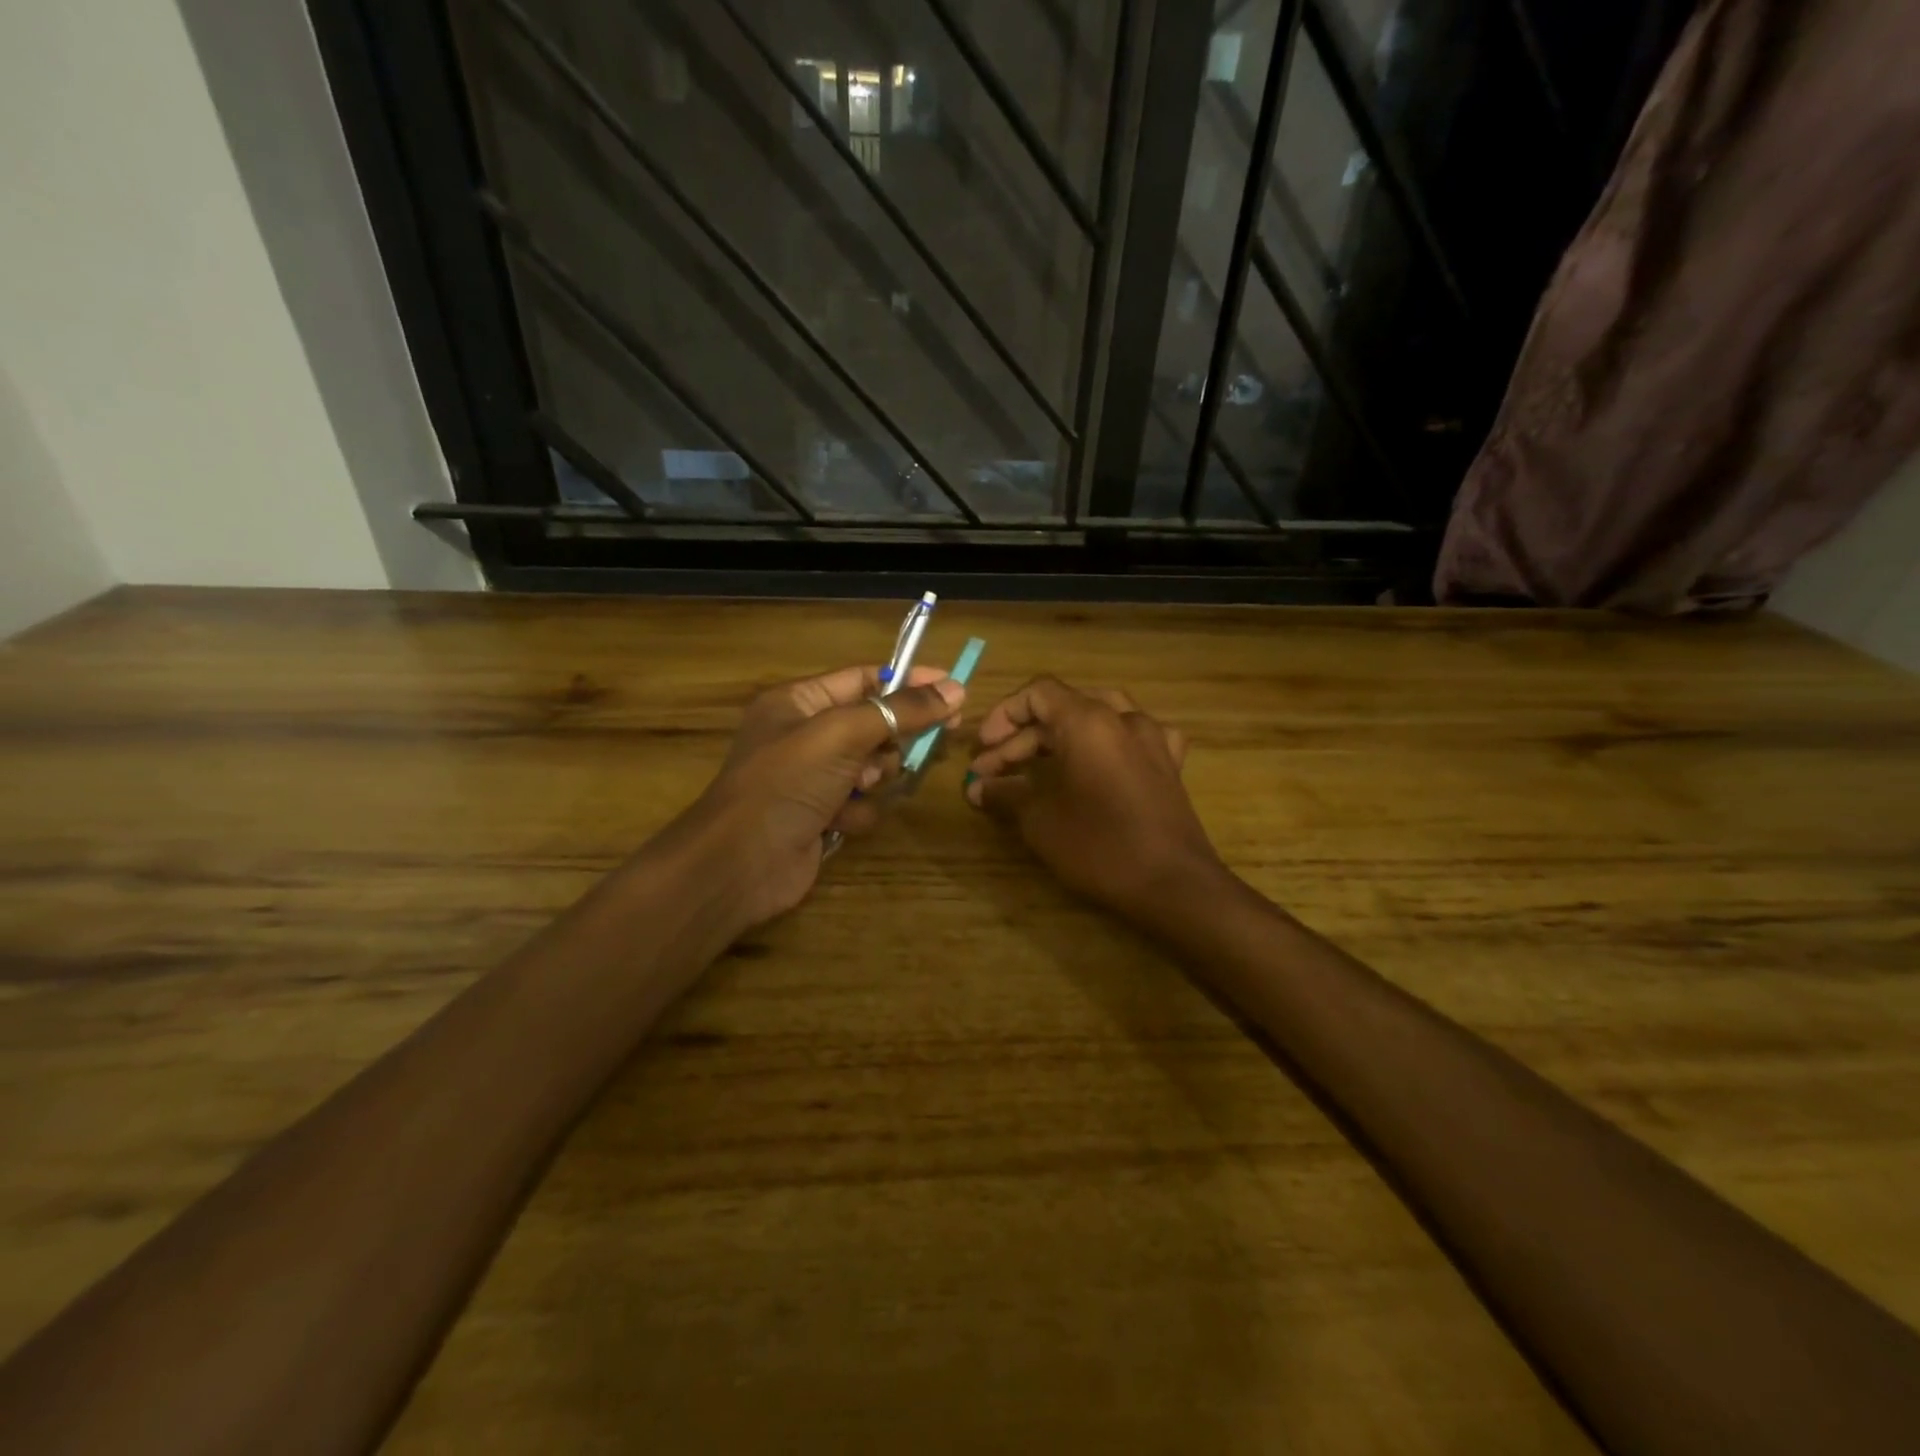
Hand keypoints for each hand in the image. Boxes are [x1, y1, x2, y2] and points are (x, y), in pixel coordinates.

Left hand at [673, 664, 964, 932]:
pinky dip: (858, 812)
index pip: (865, 678)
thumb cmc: (786, 783)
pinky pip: (863, 803)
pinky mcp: (823, 814)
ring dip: (875, 779)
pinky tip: (839, 822)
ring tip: (857, 788)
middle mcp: (806, 734)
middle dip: (894, 739)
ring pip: (875, 767)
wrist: (741, 863)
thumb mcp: (843, 734)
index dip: (910, 680)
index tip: (954, 689)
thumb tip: (955, 689)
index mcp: (799, 701)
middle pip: (875, 723)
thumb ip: (900, 710)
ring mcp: (815, 777)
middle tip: (928, 743)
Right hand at [965, 677, 1221, 921]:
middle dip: (1022, 738)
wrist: (1173, 884)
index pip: (1038, 693)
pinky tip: (1101, 762)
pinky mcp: (1169, 765)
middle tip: (991, 771)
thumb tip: (977, 788)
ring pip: (1098, 718)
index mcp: (1088, 720)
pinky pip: (1133, 738)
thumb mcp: (1040, 821)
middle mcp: (1123, 718)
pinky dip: (1107, 744)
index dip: (1003, 715)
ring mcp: (1152, 739)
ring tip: (1037, 763)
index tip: (983, 749)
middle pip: (1063, 709)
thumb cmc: (1099, 846)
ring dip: (1062, 737)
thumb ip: (1006, 794)